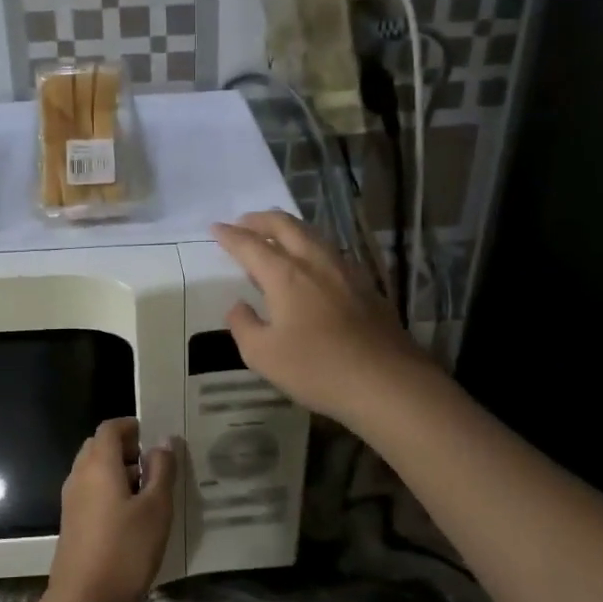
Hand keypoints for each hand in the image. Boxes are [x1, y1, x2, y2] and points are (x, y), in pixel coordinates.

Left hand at [46, 419, 176, 601]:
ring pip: (94, 471)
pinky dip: (110, 491)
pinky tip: (132, 516)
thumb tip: (162, 442)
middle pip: (99, 447)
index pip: (110, 428)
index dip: (132, 426)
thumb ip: (161, 471)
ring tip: (150, 492)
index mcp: (99, 464)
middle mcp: (80, 475)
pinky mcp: (72, 523)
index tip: (155, 437)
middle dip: (126, 449)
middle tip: (155, 465)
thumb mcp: (156, 508)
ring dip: (119, 471)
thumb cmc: (125, 550)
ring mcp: (72, 500)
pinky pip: (91, 492)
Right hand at [211, 210, 436, 426]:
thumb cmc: (317, 368)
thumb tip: (238, 307)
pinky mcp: (366, 285)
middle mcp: (315, 262)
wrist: (386, 381)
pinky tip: (312, 262)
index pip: (250, 245)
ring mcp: (345, 270)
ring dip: (288, 228)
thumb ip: (243, 326)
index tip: (216, 228)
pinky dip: (311, 246)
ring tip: (275, 235)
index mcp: (285, 275)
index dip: (230, 235)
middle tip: (243, 222)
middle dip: (260, 219)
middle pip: (285, 226)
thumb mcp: (263, 355)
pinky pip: (331, 251)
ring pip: (312, 234)